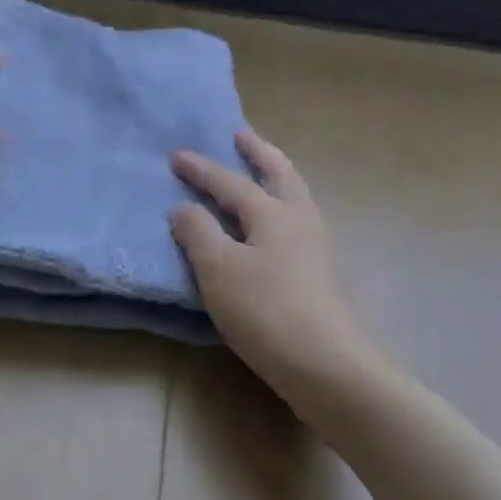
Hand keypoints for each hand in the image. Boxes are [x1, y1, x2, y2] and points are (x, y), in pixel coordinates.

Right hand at [170, 130, 378, 393]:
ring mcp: (315, 245)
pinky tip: (271, 220)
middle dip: (258, 152)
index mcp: (272, 212)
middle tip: (240, 135)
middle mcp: (299, 218)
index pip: (229, 182)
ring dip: (274, 174)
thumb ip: (197, 232)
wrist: (325, 364)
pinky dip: (280, 202)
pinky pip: (295, 218)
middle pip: (279, 174)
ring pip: (293, 194)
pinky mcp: (319, 270)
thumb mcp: (218, 268)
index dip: (200, 169)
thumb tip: (183, 207)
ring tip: (258, 169)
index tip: (175, 155)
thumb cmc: (264, 310)